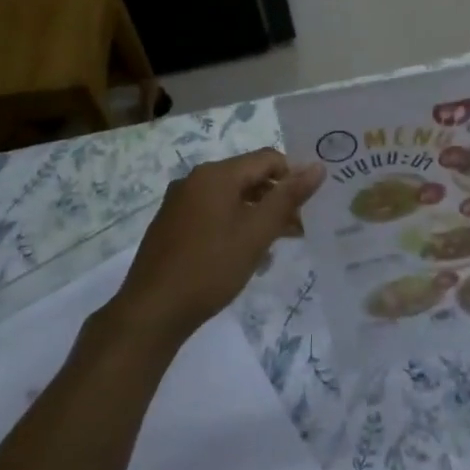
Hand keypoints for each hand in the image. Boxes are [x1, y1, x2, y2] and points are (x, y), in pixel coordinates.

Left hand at [110, 149, 323, 346]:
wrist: (152, 310)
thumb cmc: (211, 267)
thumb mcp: (257, 232)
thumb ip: (288, 198)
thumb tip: (317, 166)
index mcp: (216, 174)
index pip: (268, 159)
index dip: (293, 177)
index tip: (310, 207)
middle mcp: (195, 179)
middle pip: (248, 176)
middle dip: (276, 199)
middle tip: (297, 230)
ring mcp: (179, 202)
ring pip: (230, 197)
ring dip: (256, 214)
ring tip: (274, 245)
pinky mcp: (170, 224)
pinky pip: (211, 212)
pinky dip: (233, 224)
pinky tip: (242, 254)